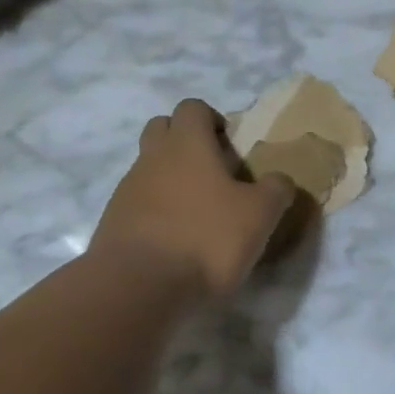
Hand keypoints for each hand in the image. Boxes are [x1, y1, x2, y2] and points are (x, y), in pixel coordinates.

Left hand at [92, 99, 296, 298]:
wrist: (138, 286)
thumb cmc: (205, 238)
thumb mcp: (259, 215)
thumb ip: (276, 190)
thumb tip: (280, 180)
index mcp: (187, 144)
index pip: (193, 107)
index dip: (212, 119)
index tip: (230, 146)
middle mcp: (152, 157)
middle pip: (162, 128)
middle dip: (185, 141)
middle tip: (213, 172)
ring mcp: (127, 189)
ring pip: (149, 167)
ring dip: (170, 179)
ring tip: (198, 213)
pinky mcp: (114, 221)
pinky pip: (138, 202)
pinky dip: (156, 211)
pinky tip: (175, 240)